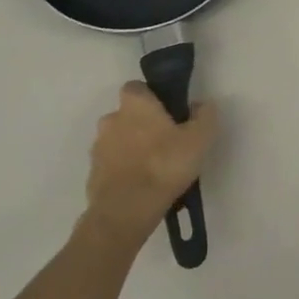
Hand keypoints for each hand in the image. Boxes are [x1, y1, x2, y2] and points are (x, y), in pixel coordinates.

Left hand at [81, 82, 219, 248]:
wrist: (126, 210)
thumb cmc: (165, 165)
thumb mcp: (200, 139)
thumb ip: (205, 116)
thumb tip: (202, 104)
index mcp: (135, 104)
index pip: (137, 88)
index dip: (152, 97)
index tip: (168, 113)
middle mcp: (111, 119)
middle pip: (127, 115)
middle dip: (142, 125)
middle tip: (165, 143)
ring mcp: (98, 148)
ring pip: (118, 140)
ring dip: (131, 148)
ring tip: (153, 169)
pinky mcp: (93, 174)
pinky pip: (111, 165)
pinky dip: (123, 170)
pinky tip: (141, 186)